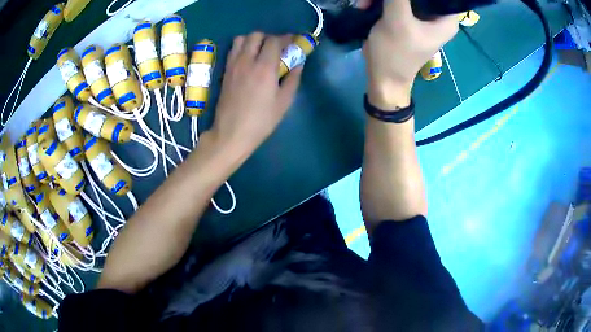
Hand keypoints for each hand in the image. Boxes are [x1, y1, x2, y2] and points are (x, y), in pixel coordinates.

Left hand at [208, 32, 302, 156]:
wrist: (231, 133)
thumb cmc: (261, 121)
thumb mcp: (284, 102)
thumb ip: (293, 78)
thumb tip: (298, 63)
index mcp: (264, 67)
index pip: (275, 41)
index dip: (286, 38)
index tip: (293, 42)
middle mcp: (247, 60)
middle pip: (257, 35)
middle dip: (269, 38)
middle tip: (277, 49)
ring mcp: (233, 64)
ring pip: (242, 39)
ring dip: (253, 40)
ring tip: (261, 52)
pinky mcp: (225, 71)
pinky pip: (233, 50)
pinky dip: (242, 48)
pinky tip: (249, 60)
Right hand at [364, 0, 457, 108]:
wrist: (382, 77)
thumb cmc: (395, 53)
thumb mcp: (397, 20)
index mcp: (446, 20)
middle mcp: (437, 17)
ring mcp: (422, 17)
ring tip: (366, 3)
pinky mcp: (407, 18)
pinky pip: (397, 1)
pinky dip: (381, 1)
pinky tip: (366, 6)